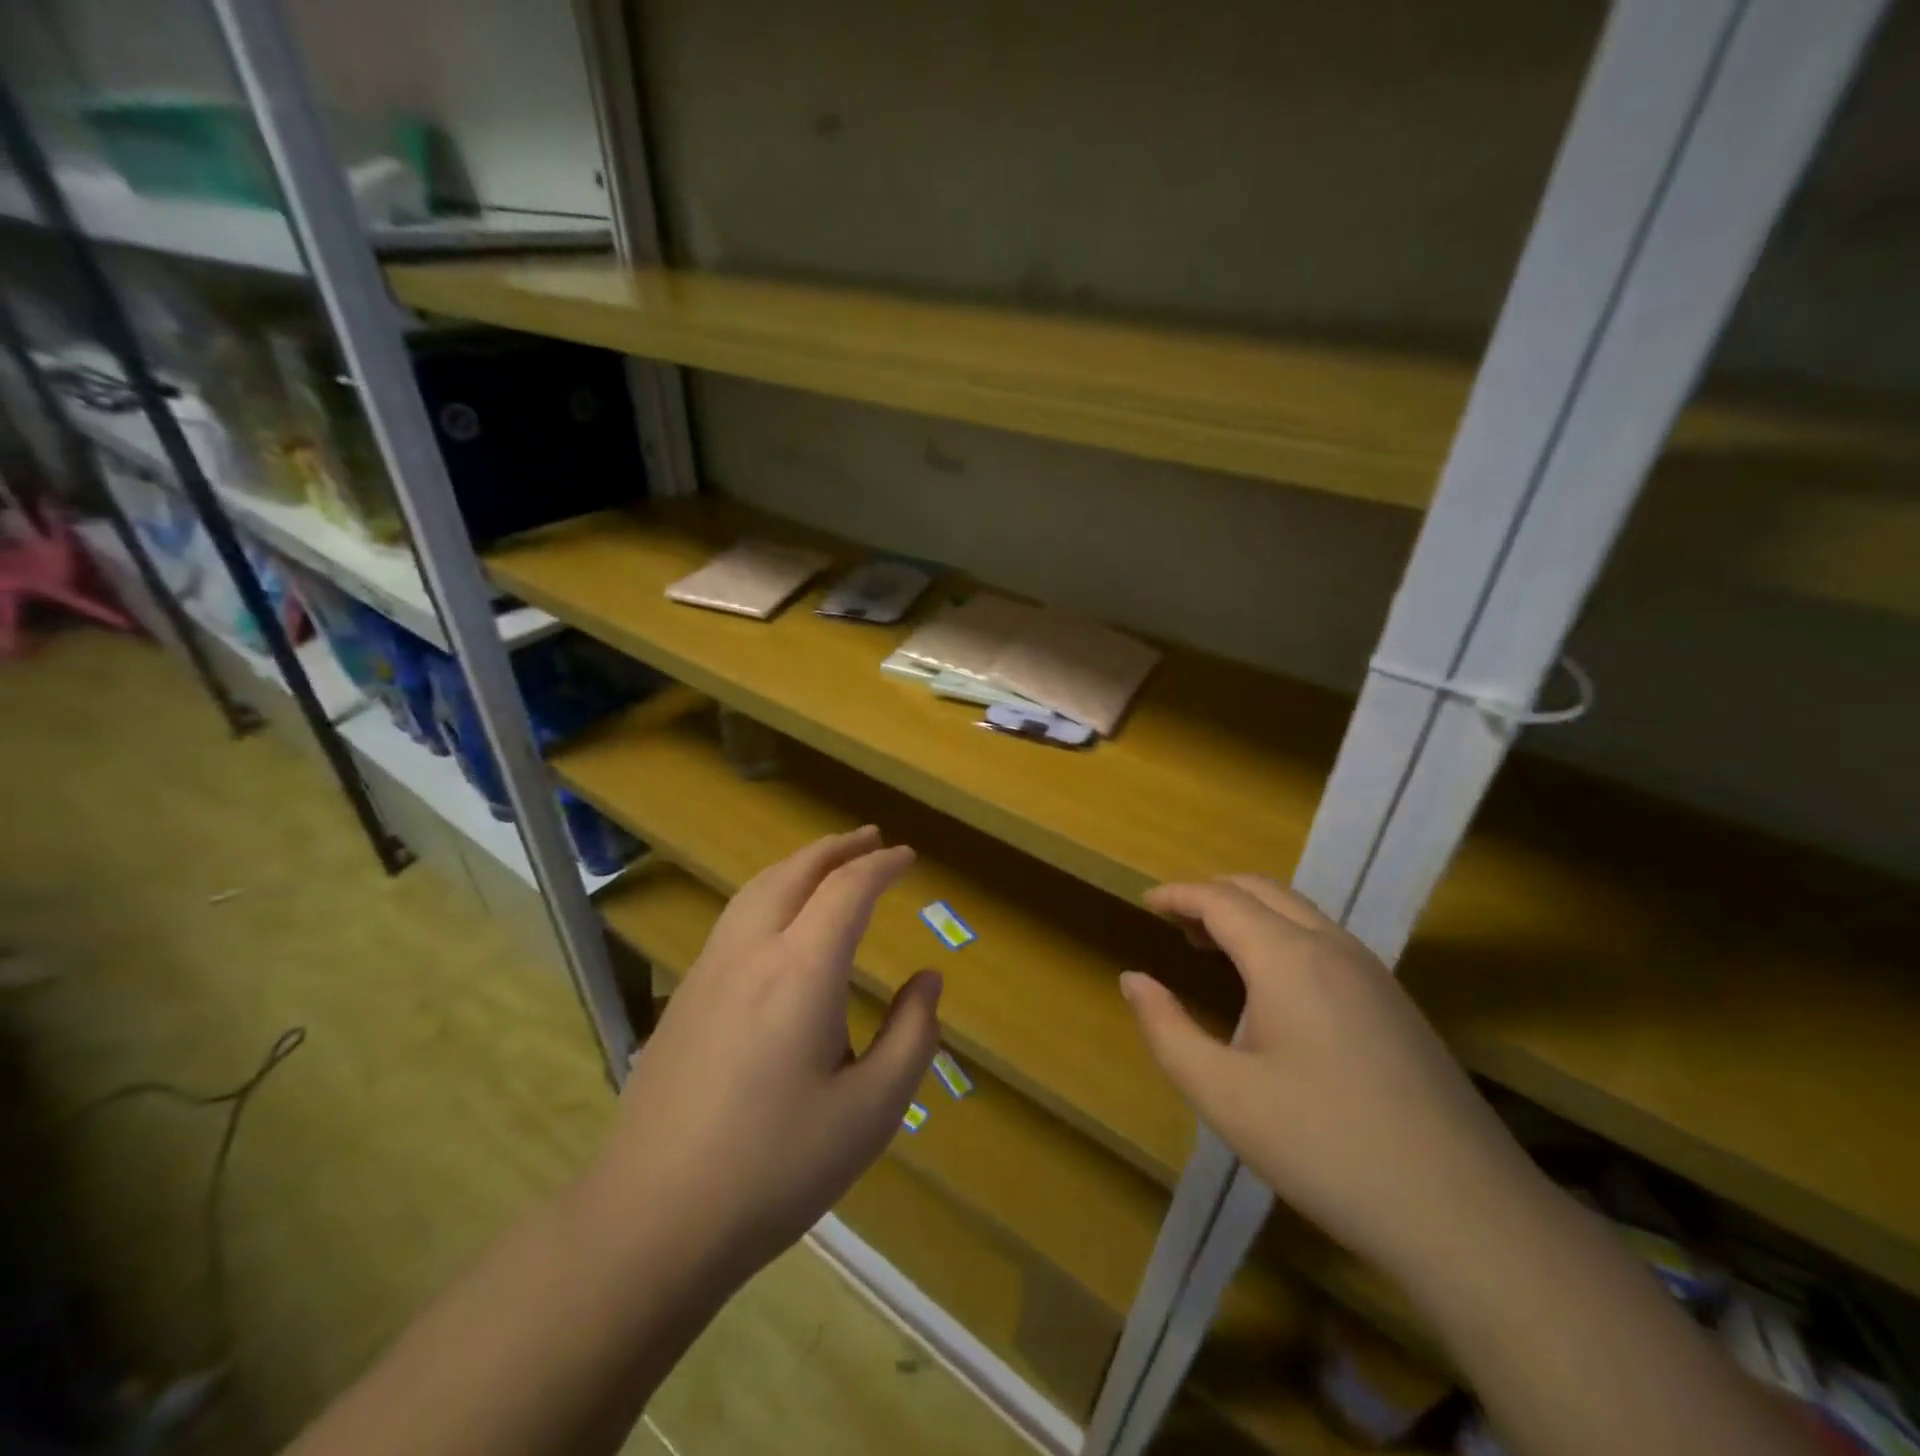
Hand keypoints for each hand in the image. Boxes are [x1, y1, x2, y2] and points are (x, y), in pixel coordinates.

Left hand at [588, 827, 941, 1280]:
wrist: (652, 1218)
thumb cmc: (776, 1167)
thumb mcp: (871, 1112)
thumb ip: (912, 1036)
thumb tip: (928, 981)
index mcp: (801, 971)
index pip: (847, 889)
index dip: (882, 865)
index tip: (909, 857)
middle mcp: (751, 951)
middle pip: (796, 871)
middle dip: (838, 848)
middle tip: (872, 839)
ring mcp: (709, 969)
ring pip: (758, 887)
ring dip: (800, 864)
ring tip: (830, 863)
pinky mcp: (685, 994)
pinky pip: (735, 915)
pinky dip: (770, 890)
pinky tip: (780, 918)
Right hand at [1121, 875, 1537, 1281]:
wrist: (1467, 1213)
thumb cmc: (1325, 1147)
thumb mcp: (1223, 1094)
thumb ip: (1167, 1029)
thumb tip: (1133, 979)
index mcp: (1287, 957)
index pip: (1220, 899)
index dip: (1178, 894)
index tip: (1145, 902)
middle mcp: (1331, 947)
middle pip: (1261, 890)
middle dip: (1212, 895)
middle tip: (1174, 924)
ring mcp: (1372, 972)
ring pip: (1298, 911)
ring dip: (1249, 914)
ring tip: (1213, 948)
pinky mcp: (1395, 1002)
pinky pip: (1325, 939)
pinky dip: (1282, 935)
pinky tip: (1273, 987)